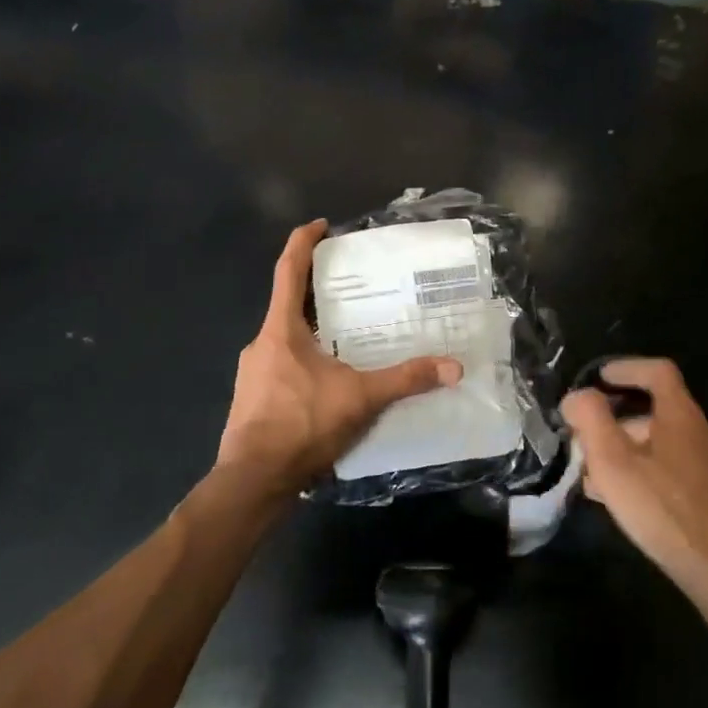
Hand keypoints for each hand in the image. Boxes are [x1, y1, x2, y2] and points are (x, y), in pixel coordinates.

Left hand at [217, 220, 461, 500]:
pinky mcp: (254, 399)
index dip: (303, 243)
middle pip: (288, 304)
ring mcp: (253, 373)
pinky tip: (331, 380)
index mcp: (280, 330)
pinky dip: (306, 360)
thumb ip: (406, 380)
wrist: (253, 481)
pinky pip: (283, 365)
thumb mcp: (360, 398)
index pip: (288, 271)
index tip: (321, 226)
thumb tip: (454, 367)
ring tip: (349, 334)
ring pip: (286, 338)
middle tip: (353, 287)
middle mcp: (261, 344)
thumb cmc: (301, 425)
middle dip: (318, 291)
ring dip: (313, 330)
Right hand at [562, 358, 707, 602]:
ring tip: (598, 480)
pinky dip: (649, 474)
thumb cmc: (664, 510)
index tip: (599, 378)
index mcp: (682, 416)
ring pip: (665, 445)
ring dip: (630, 452)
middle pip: (658, 411)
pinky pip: (677, 471)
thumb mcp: (614, 463)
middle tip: (586, 443)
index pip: (657, 371)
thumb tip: (578, 396)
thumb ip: (591, 421)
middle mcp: (705, 433)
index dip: (627, 368)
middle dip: (618, 422)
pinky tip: (629, 504)